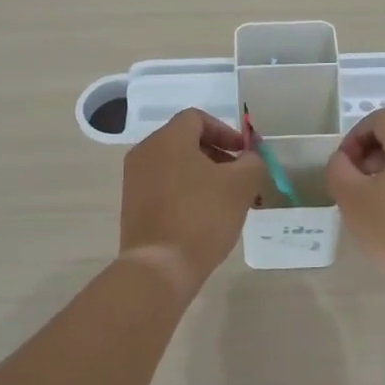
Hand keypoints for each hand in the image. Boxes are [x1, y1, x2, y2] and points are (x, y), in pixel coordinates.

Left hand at [119, 109, 267, 294]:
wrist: (160, 267)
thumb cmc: (202, 217)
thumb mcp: (241, 186)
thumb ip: (252, 162)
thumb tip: (249, 157)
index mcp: (168, 140)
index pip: (197, 118)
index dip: (225, 131)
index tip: (243, 154)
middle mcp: (145, 152)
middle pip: (184, 140)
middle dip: (216, 153)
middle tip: (238, 176)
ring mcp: (134, 179)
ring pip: (174, 164)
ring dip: (202, 174)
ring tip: (224, 199)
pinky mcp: (132, 205)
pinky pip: (163, 185)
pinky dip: (185, 190)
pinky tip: (202, 215)